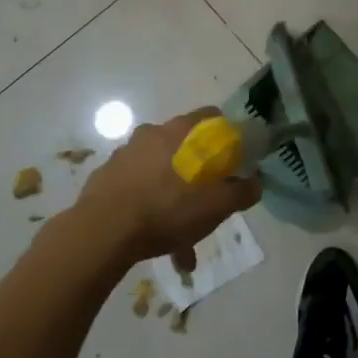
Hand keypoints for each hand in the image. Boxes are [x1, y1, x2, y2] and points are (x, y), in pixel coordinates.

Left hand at [76, 108, 261, 274]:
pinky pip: (137, 190)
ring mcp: (123, 156)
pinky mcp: (104, 180)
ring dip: (173, 197)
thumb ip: (240, 192)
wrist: (101, 233)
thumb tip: (256, 183)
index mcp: (178, 132)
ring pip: (159, 173)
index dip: (226, 134)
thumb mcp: (214, 206)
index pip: (210, 116)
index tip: (234, 157)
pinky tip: (158, 241)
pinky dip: (150, 209)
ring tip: (183, 236)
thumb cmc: (165, 209)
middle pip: (184, 146)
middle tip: (207, 200)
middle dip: (198, 173)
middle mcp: (150, 135)